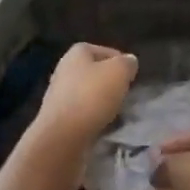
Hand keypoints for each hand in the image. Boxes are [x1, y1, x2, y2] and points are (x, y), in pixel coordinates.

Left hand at [18, 43, 136, 189]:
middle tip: (126, 94)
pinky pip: (81, 114)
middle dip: (110, 83)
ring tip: (118, 113)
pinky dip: (92, 118)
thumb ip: (127, 63)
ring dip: (102, 102)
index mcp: (76, 53)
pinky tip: (103, 127)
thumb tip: (129, 62)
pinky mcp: (58, 119)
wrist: (62, 138)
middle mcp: (64, 70)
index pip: (104, 51)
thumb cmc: (91, 96)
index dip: (120, 62)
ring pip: (88, 94)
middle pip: (94, 73)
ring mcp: (58, 95)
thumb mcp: (119, 72)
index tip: (131, 77)